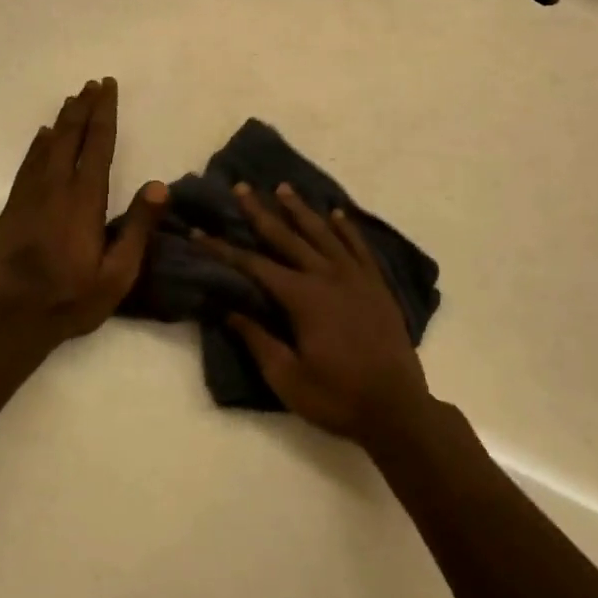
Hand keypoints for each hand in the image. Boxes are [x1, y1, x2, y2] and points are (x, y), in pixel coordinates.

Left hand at [0, 78, 165, 347]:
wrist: (14, 319)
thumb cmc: (73, 297)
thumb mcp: (118, 272)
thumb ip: (138, 227)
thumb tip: (159, 185)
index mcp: (85, 199)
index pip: (97, 144)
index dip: (104, 112)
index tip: (107, 87)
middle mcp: (56, 187)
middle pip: (70, 136)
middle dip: (83, 107)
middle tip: (92, 84)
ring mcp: (30, 196)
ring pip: (46, 145)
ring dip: (62, 120)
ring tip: (72, 99)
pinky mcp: (13, 208)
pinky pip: (27, 165)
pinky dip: (37, 145)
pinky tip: (42, 135)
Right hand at [196, 184, 430, 448]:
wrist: (397, 410)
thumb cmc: (337, 397)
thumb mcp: (287, 378)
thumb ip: (258, 340)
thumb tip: (229, 309)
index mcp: (302, 297)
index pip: (254, 265)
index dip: (224, 248)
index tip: (200, 231)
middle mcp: (327, 276)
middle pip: (288, 237)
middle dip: (261, 212)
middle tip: (242, 187)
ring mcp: (356, 277)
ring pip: (323, 233)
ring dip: (301, 210)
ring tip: (283, 188)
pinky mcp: (377, 285)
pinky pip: (359, 247)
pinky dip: (346, 228)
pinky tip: (337, 214)